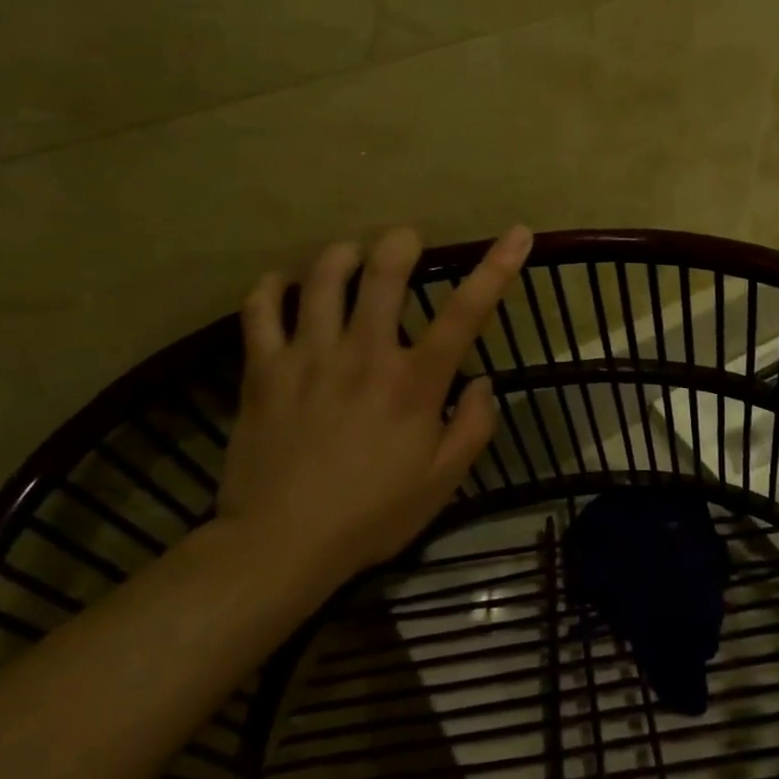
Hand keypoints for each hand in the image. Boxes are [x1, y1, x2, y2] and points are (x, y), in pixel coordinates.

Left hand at [217, 226, 533, 588]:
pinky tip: (282, 284)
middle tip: (406, 242)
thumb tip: (483, 382)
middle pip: (384, 273)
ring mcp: (308, 356)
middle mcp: (364, 355)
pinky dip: (271, 287)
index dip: (497, 268)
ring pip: (322, 277)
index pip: (466, 313)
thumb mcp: (442, 483)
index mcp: (414, 383)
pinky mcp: (263, 369)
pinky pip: (260, 309)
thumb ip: (473, 428)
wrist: (280, 545)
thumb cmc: (372, 515)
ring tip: (350, 256)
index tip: (518, 233)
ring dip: (342, 255)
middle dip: (401, 243)